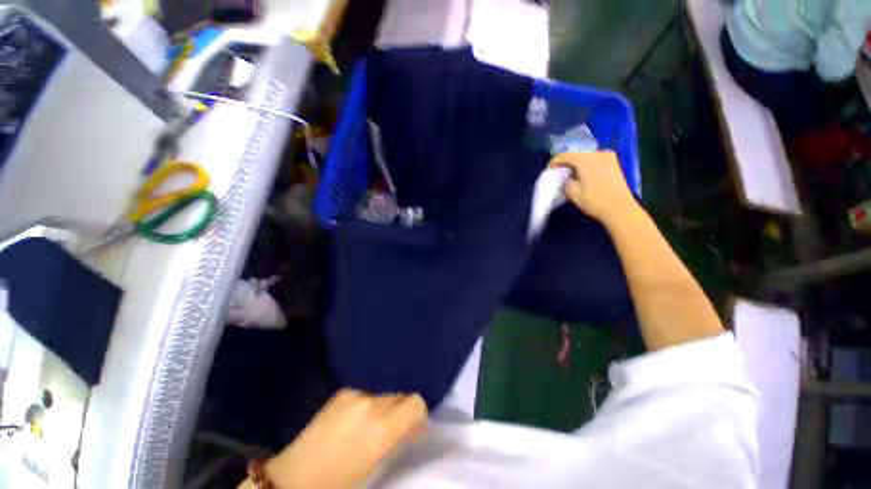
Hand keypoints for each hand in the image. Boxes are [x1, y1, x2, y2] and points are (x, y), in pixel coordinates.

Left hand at [249, 389, 426, 488]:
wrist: (295, 478)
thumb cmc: (340, 481)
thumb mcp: (376, 464)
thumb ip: (397, 437)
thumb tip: (413, 423)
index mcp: (382, 429)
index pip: (416, 402)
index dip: (418, 413)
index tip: (414, 424)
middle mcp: (371, 403)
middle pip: (401, 391)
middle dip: (403, 405)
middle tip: (395, 422)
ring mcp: (355, 392)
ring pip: (385, 388)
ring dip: (387, 400)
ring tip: (375, 418)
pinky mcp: (343, 390)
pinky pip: (369, 388)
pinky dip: (372, 397)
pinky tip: (360, 413)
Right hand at [550, 151, 636, 222]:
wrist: (620, 208)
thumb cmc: (594, 200)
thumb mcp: (573, 193)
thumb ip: (565, 182)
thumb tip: (565, 178)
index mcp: (585, 159)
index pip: (565, 155)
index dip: (554, 162)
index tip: (549, 170)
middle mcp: (597, 153)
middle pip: (576, 153)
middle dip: (566, 162)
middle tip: (558, 172)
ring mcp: (608, 157)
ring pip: (586, 156)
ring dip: (577, 163)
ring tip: (570, 174)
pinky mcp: (614, 163)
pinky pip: (595, 159)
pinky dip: (587, 164)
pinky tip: (583, 174)